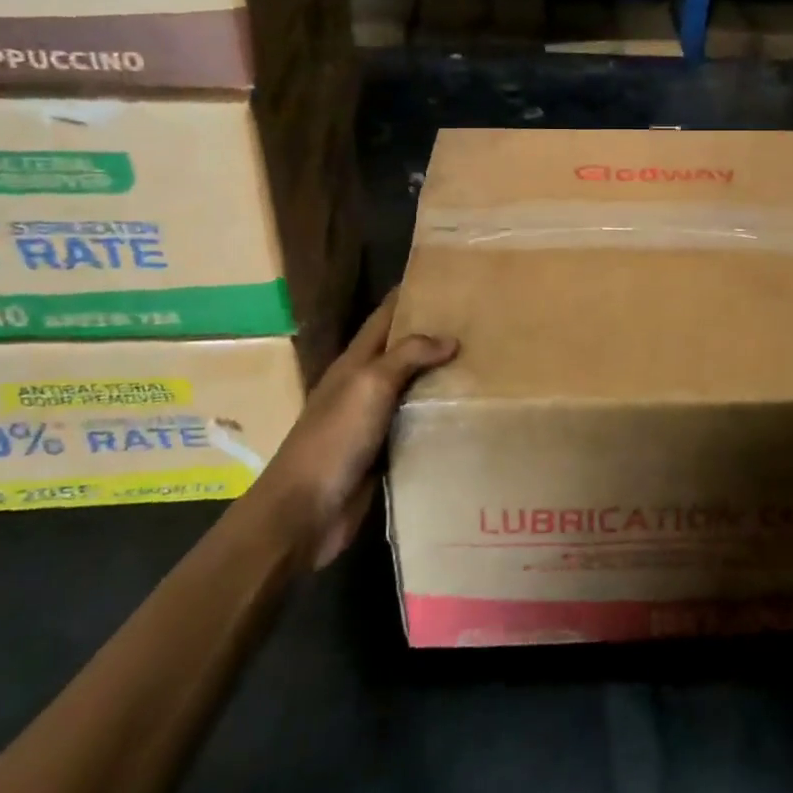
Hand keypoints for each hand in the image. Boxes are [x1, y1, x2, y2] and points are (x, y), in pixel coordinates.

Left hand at [253, 290, 456, 568]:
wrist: (304, 513)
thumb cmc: (333, 438)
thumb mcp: (369, 384)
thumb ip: (408, 355)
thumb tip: (450, 338)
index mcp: (356, 362)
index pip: (385, 317)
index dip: (411, 295)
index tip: (447, 279)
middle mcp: (366, 386)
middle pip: (405, 352)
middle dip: (437, 336)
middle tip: (482, 322)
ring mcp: (375, 422)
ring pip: (415, 390)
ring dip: (444, 379)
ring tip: (487, 363)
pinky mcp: (386, 455)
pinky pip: (419, 428)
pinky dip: (442, 418)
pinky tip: (473, 414)